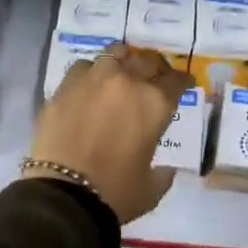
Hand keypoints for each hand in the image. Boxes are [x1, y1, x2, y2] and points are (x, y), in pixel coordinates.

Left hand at [24, 43, 192, 222]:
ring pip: (115, 54)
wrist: (64, 194)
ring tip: (121, 72)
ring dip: (123, 61)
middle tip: (154, 77)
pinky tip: (89, 86)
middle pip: (147, 61)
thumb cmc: (115, 193)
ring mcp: (93, 79)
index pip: (176, 81)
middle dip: (155, 68)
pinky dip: (91, 73)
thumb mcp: (151, 187)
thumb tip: (167, 168)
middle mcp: (127, 81)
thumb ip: (164, 172)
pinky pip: (83, 67)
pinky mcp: (65, 86)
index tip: (184, 83)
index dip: (182, 81)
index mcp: (155, 103)